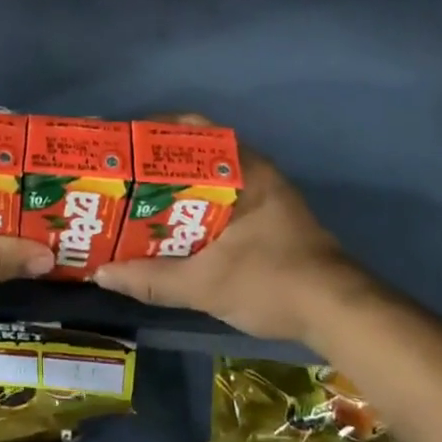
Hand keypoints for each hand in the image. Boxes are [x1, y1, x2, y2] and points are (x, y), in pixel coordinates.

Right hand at [92, 115, 371, 343]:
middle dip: (157, 161)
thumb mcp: (204, 285)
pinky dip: (195, 202)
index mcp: (241, 169)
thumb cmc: (272, 283)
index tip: (120, 145)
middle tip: (121, 175)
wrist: (340, 312)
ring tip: (136, 199)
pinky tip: (171, 225)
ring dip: (176, 184)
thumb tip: (101, 273)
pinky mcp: (270, 215)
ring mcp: (265, 192)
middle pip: (197, 151)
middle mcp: (254, 170)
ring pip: (210, 175)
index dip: (152, 131)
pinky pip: (222, 195)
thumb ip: (151, 279)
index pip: (191, 129)